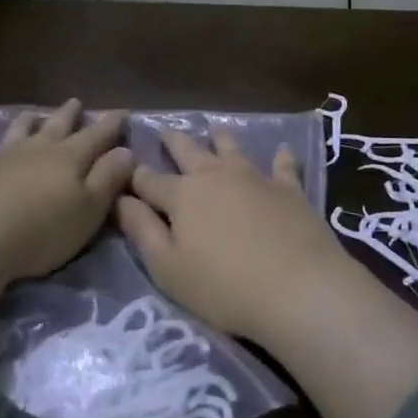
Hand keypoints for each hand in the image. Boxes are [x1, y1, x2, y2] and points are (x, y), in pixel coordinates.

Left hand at [0, 99, 134, 347]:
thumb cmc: (41, 228)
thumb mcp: (88, 209)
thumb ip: (108, 179)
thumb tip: (126, 151)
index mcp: (68, 158)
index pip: (95, 136)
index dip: (110, 124)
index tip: (121, 111)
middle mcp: (34, 150)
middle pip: (55, 127)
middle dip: (68, 115)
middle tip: (76, 102)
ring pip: (16, 134)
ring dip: (26, 124)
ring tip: (31, 116)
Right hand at [116, 127, 351, 344]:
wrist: (298, 287)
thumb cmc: (224, 287)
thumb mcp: (168, 268)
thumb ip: (141, 230)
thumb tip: (119, 198)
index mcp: (182, 195)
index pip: (150, 180)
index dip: (135, 176)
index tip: (125, 168)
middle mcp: (215, 176)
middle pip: (189, 151)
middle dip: (173, 141)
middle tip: (165, 131)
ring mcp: (255, 178)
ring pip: (232, 149)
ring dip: (221, 138)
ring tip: (214, 130)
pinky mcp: (289, 189)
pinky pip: (283, 166)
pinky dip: (282, 157)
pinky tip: (284, 149)